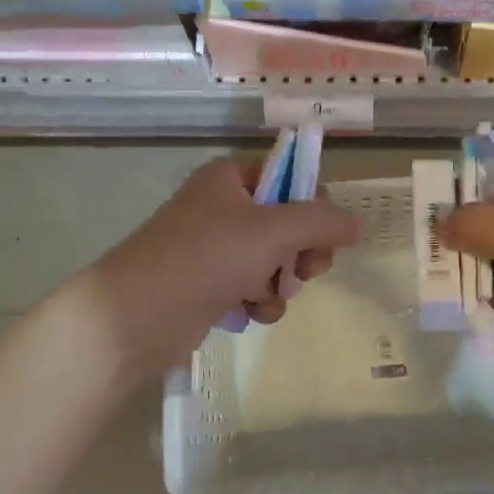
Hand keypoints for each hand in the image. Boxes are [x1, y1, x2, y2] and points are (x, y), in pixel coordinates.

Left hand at [92, 156, 359, 372]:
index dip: (314, 205)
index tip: (327, 235)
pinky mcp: (207, 284)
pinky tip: (250, 313)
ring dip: (280, 282)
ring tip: (268, 297)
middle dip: (301, 251)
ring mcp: (213, 248)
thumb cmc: (206, 257)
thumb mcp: (272, 231)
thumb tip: (357, 223)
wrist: (136, 315)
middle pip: (286, 222)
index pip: (289, 178)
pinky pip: (251, 286)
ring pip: (272, 259)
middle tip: (308, 272)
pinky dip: (258, 300)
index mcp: (230, 178)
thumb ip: (321, 222)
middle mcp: (222, 207)